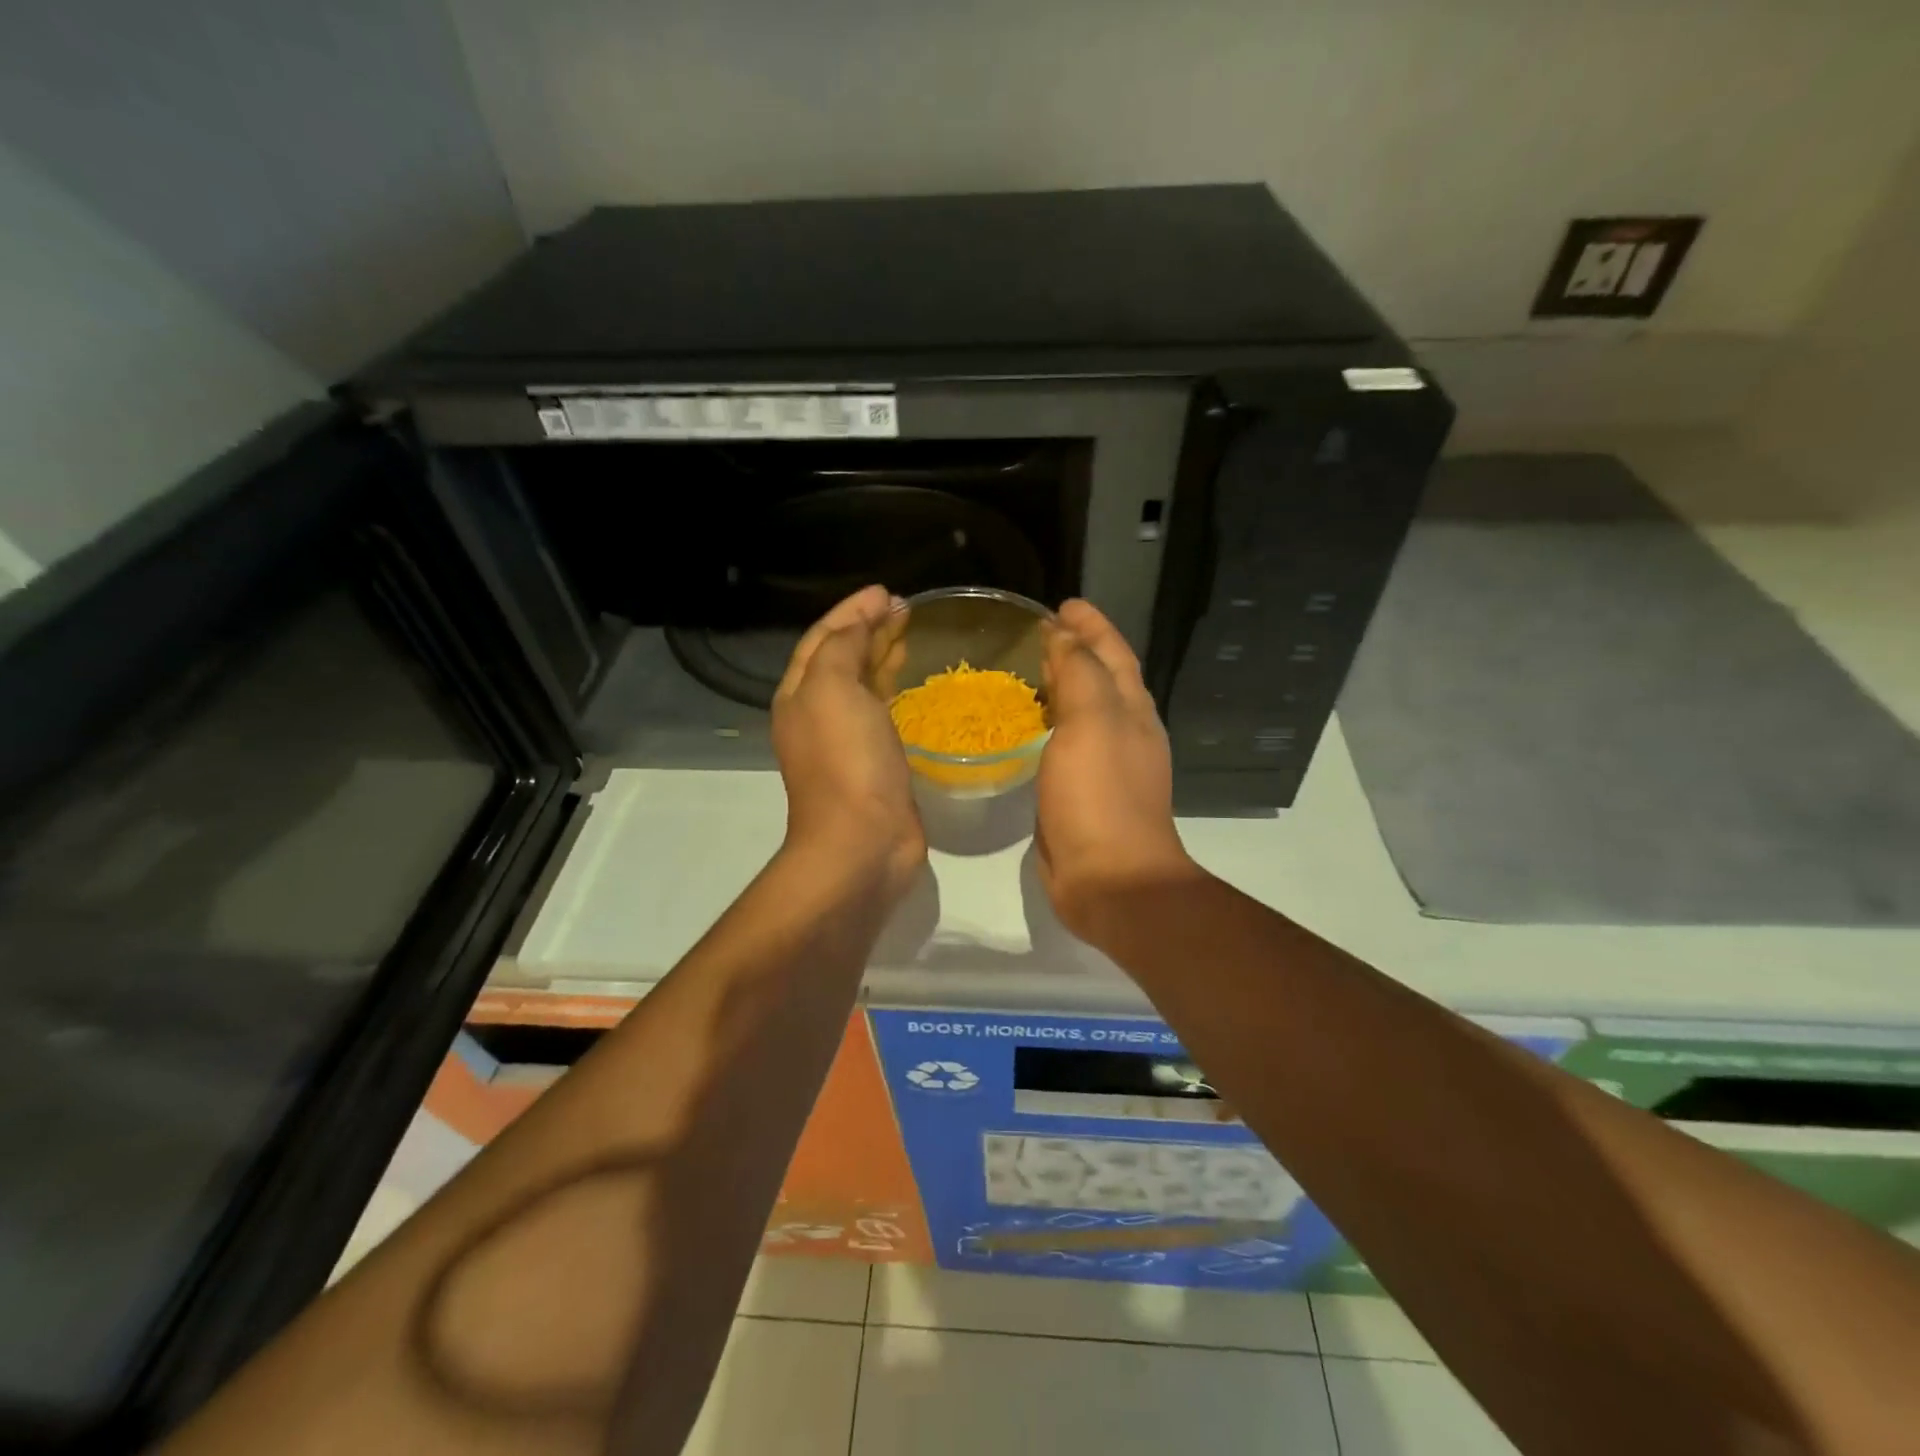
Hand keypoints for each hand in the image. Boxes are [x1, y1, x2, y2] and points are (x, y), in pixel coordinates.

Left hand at [771, 586, 924, 896]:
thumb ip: (843, 646)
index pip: (823, 638)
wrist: (861, 842)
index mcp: (800, 694)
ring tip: (910, 634)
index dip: (852, 611)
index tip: (886, 592)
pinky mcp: (877, 762)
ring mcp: (847, 741)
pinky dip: (895, 690)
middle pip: (842, 658)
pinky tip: (913, 683)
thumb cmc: (845, 761)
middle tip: (904, 608)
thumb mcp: (833, 688)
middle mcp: (818, 714)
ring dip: (882, 656)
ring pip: (864, 685)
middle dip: (869, 629)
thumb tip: (863, 622)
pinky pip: (883, 713)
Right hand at [1035, 600, 1197, 941]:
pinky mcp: (1079, 793)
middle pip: (1101, 678)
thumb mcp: (1093, 722)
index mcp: (1132, 711)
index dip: (1092, 625)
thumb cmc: (1101, 795)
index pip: (1114, 653)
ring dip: (1061, 687)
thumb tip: (1065, 636)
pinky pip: (1062, 744)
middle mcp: (1123, 733)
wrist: (1109, 878)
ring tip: (1026, 671)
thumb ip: (1080, 673)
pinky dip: (1048, 725)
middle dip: (1076, 651)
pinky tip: (1024, 728)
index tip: (1063, 603)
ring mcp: (1103, 765)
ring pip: (1081, 712)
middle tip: (1037, 633)